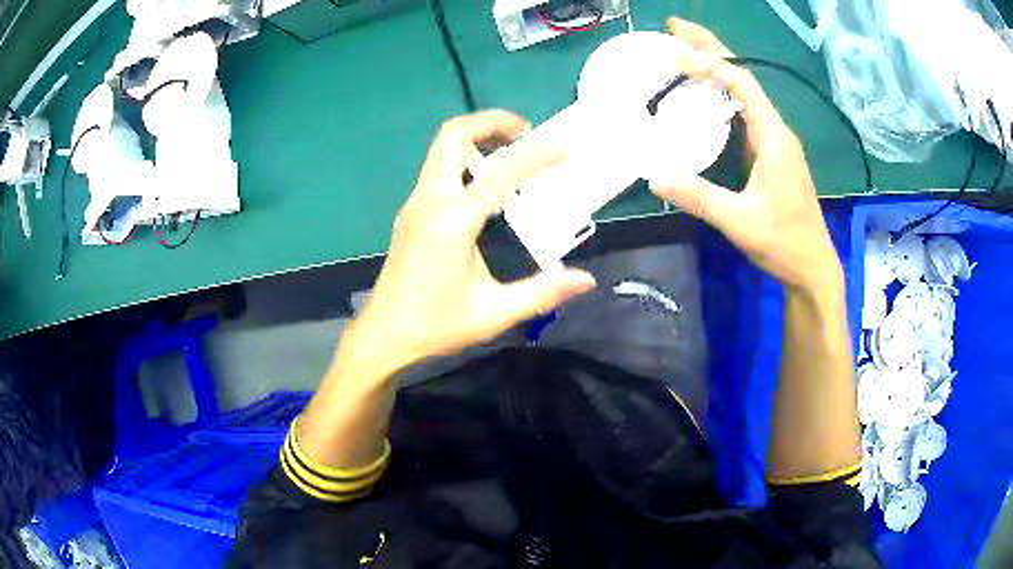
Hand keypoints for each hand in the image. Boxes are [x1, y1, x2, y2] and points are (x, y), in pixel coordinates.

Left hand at [338, 111, 596, 380]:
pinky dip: (466, 158)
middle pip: (454, 135)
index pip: (500, 172)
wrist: (384, 335)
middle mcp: (430, 200)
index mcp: (452, 221)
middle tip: (527, 132)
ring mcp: (416, 203)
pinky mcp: (412, 212)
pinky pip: (438, 167)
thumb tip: (585, 280)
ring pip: (442, 147)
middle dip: (492, 122)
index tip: (563, 149)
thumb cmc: (435, 325)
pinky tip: (487, 182)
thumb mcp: (494, 312)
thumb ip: (542, 292)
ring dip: (477, 136)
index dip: (535, 155)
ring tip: (512, 151)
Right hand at [652, 18, 842, 292]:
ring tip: (683, 52)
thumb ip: (699, 197)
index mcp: (774, 137)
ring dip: (716, 67)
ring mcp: (775, 140)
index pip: (741, 84)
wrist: (812, 265)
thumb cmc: (783, 243)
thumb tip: (654, 175)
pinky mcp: (772, 152)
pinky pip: (745, 111)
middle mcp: (776, 130)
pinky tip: (705, 95)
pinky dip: (722, 94)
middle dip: (711, 48)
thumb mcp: (740, 222)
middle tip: (675, 27)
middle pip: (744, 77)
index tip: (673, 50)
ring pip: (745, 91)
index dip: (708, 63)